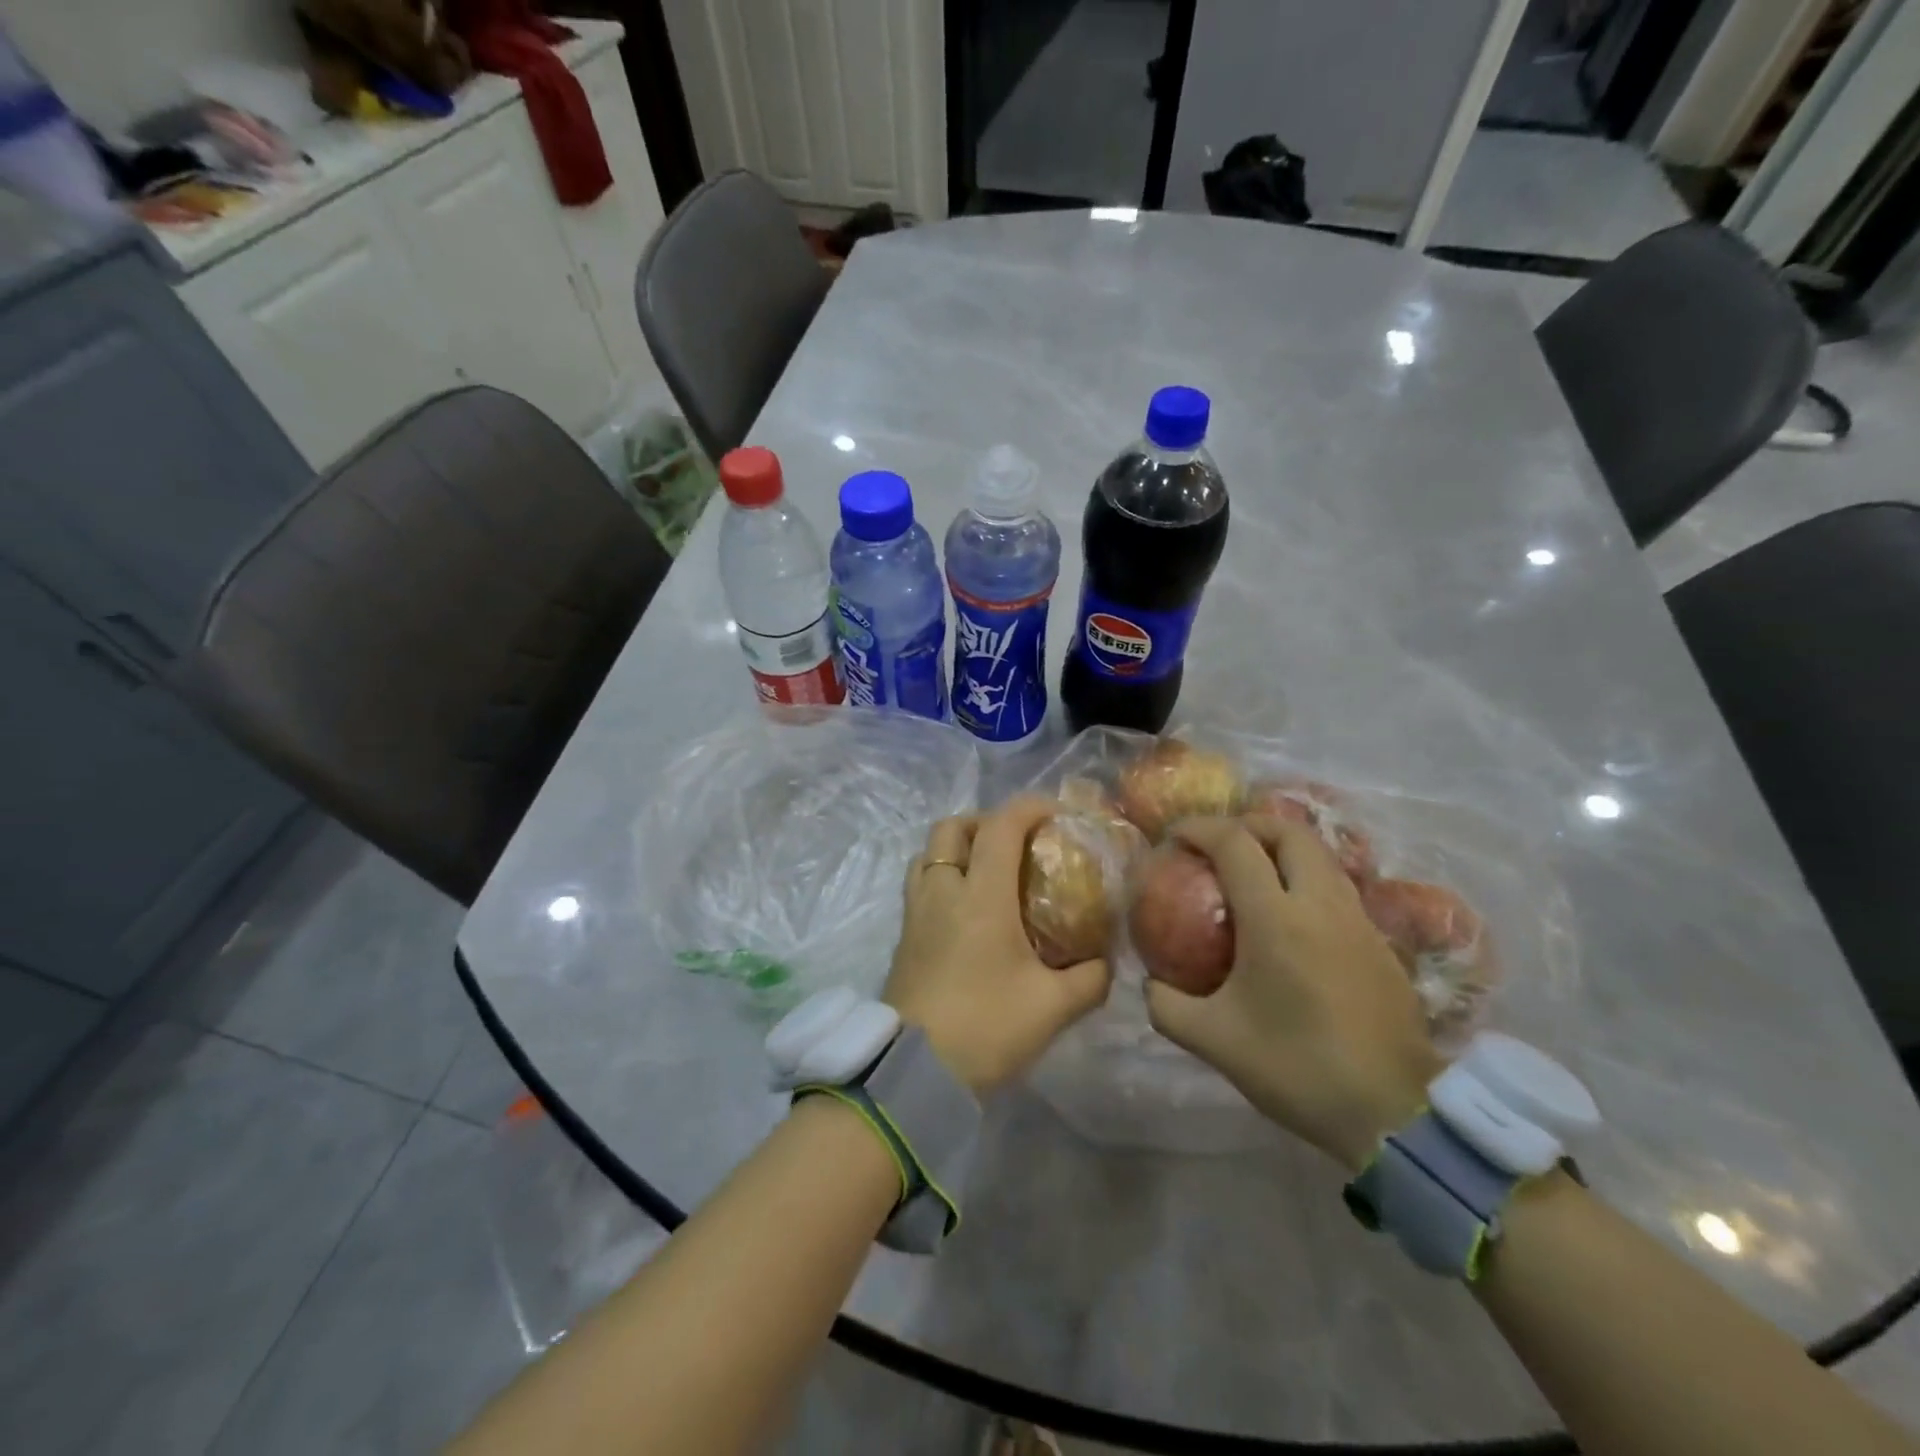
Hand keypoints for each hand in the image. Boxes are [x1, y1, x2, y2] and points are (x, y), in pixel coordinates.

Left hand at [883, 796, 1112, 1095]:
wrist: (913, 1074)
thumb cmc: (986, 1027)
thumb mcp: (1053, 1007)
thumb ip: (1090, 979)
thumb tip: (1105, 962)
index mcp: (980, 895)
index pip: (1001, 825)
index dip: (1030, 808)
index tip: (1057, 815)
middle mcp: (942, 891)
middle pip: (951, 828)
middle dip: (985, 822)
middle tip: (1015, 845)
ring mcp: (915, 913)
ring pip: (928, 854)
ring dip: (958, 849)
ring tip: (988, 874)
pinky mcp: (903, 937)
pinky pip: (920, 886)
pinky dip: (943, 879)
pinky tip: (967, 913)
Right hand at [1144, 815, 1442, 1170]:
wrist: (1395, 1113)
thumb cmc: (1297, 1068)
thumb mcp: (1213, 1041)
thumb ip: (1167, 1006)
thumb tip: (1151, 984)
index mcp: (1275, 918)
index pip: (1235, 843)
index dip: (1200, 828)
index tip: (1175, 835)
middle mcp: (1320, 904)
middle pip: (1288, 831)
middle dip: (1248, 824)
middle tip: (1219, 843)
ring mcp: (1357, 920)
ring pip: (1320, 856)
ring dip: (1282, 848)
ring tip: (1253, 871)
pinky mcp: (1380, 943)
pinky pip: (1338, 887)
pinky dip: (1307, 878)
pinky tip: (1291, 916)